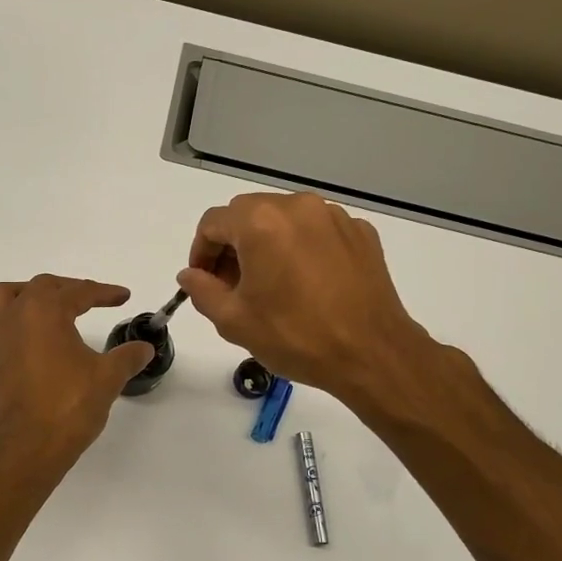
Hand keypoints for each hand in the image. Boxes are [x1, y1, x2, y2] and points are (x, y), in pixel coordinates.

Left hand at [0, 275, 154, 476]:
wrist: (27, 447)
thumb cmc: (68, 406)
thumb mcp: (107, 378)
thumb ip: (127, 356)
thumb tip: (144, 347)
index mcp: (44, 311)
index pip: (78, 292)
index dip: (104, 293)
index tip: (123, 296)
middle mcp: (14, 315)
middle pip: (42, 287)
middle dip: (70, 289)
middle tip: (94, 300)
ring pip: (7, 297)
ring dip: (30, 295)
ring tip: (52, 307)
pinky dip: (14, 319)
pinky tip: (33, 337)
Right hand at [177, 192, 437, 403]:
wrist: (371, 353)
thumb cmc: (295, 336)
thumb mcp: (234, 320)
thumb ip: (202, 290)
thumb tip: (190, 275)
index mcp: (260, 223)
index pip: (212, 223)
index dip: (200, 252)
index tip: (203, 281)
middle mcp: (297, 207)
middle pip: (248, 213)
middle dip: (232, 244)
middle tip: (232, 285)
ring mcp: (333, 217)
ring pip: (284, 219)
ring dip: (267, 243)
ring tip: (270, 284)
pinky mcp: (360, 233)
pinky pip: (317, 230)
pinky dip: (301, 247)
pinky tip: (306, 283)